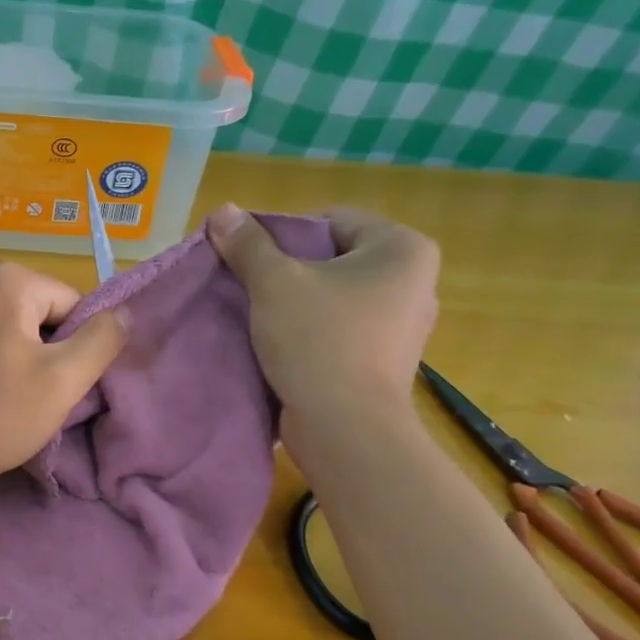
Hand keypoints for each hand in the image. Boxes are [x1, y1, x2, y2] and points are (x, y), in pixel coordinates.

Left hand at [0, 262, 126, 493]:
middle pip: (41, 312)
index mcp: (7, 278)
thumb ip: (102, 341)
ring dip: (19, 357)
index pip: (72, 306)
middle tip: (28, 396)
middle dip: (45, 351)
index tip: (51, 386)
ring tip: (2, 396)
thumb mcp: (62, 382)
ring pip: (12, 324)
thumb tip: (124, 313)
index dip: (73, 349)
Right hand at [208, 203, 438, 437]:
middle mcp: (415, 281)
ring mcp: (404, 324)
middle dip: (288, 270)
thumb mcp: (275, 283)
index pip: (330, 220)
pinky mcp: (386, 359)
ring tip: (261, 317)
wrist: (345, 428)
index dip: (282, 235)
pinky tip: (283, 344)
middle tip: (249, 287)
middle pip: (332, 258)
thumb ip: (248, 244)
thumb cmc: (318, 341)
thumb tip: (223, 211)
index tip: (250, 261)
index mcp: (403, 248)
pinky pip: (341, 328)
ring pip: (335, 296)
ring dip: (297, 302)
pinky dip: (312, 330)